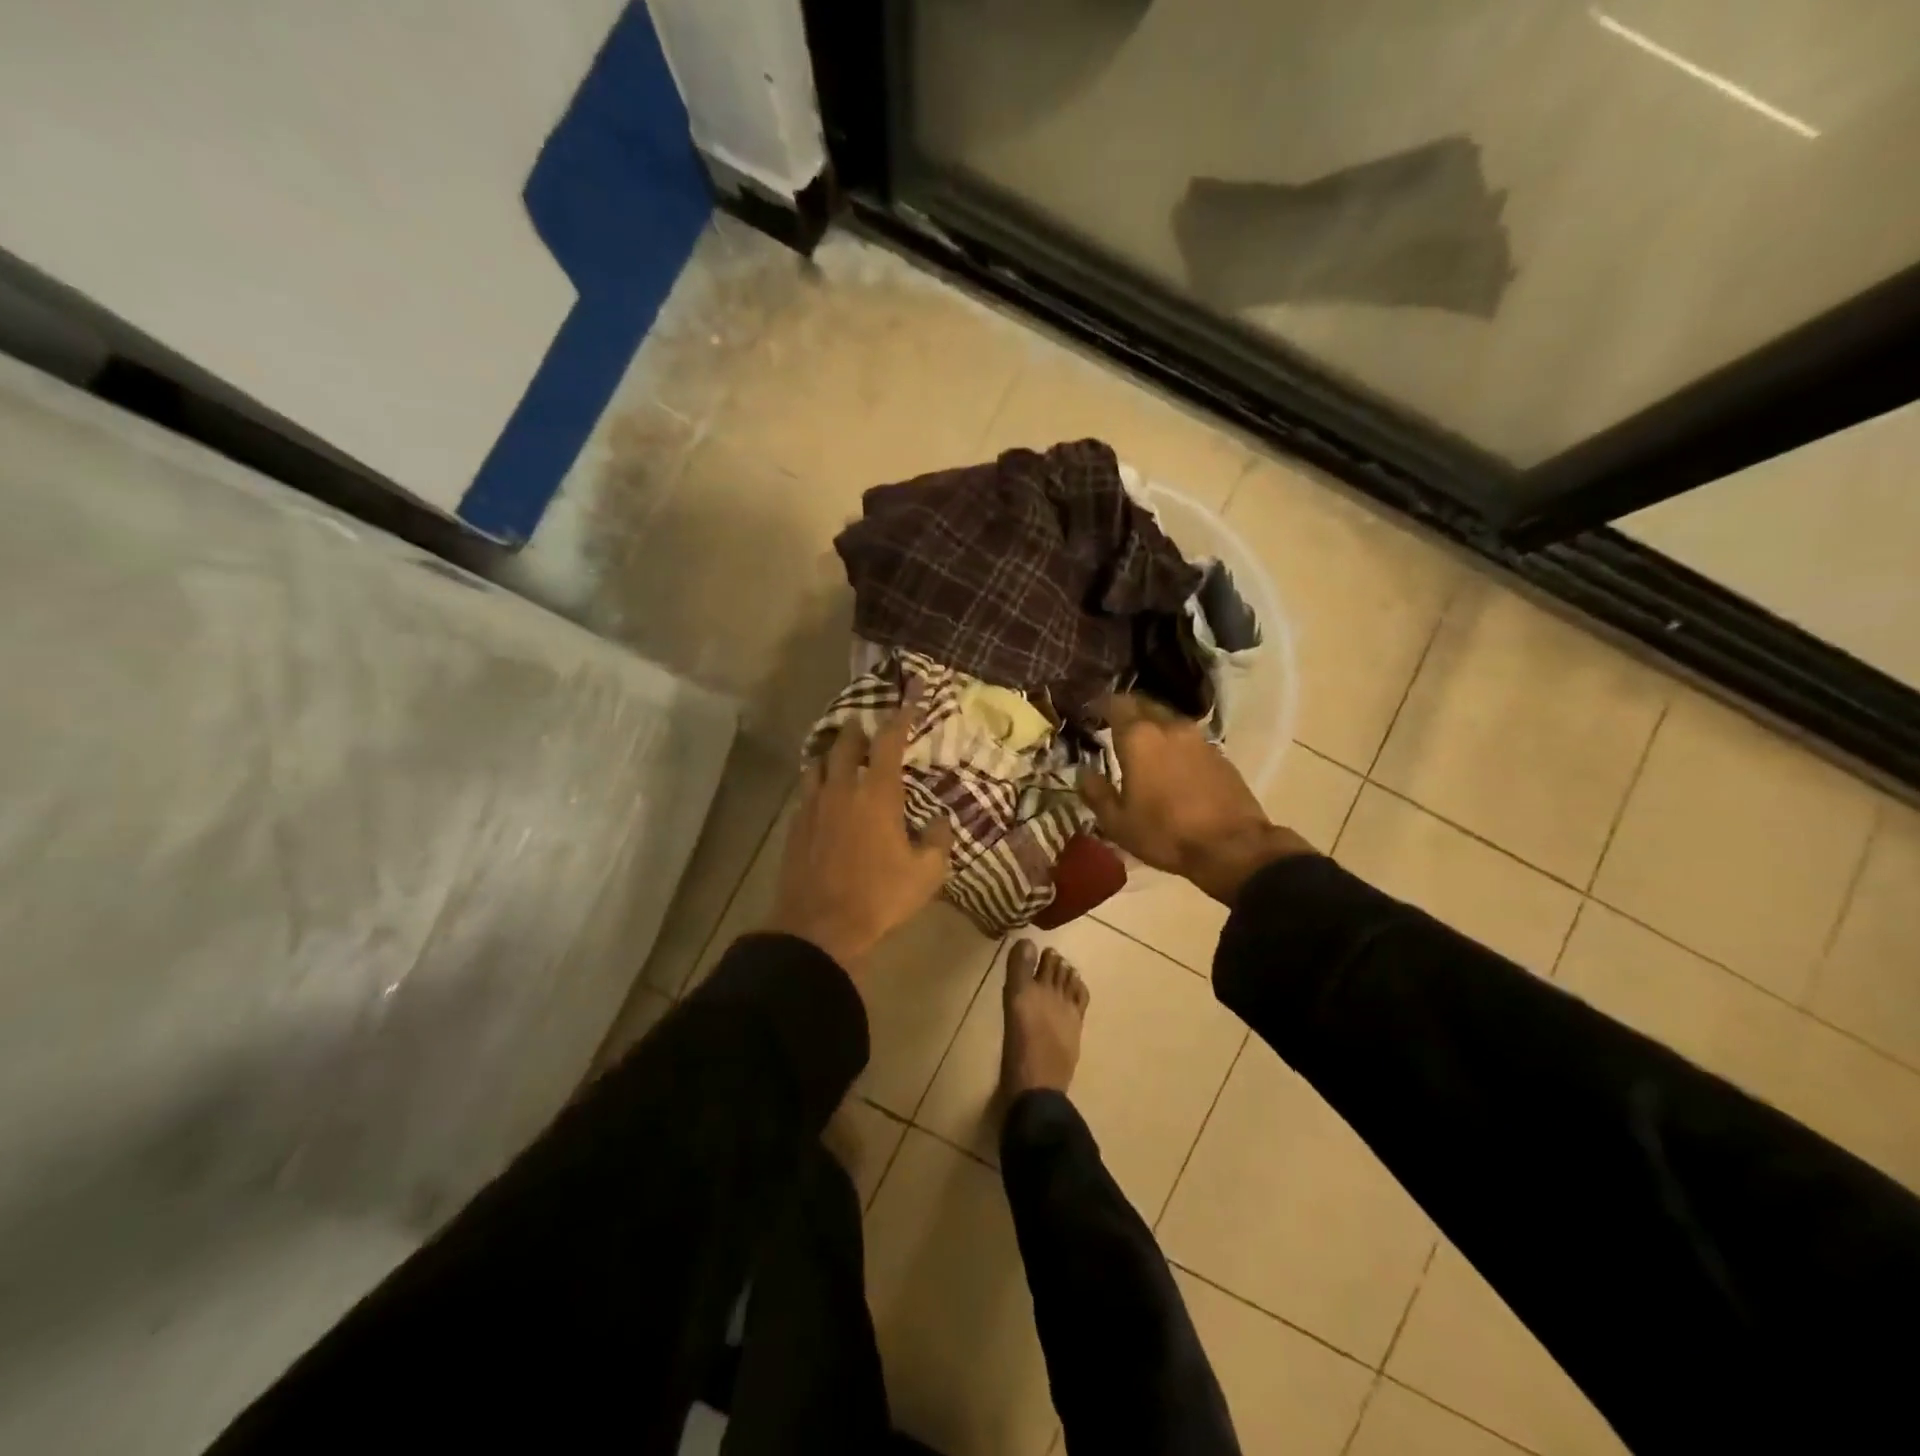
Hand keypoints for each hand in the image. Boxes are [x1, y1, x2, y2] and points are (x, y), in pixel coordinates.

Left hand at [766, 691, 954, 975]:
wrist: (820, 927)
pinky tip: (824, 795)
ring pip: (818, 763)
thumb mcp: (926, 874)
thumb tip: (941, 820)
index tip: (912, 695)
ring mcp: (813, 805)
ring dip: (833, 753)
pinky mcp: (795, 826)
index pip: (889, 741)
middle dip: (860, 730)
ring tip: (843, 757)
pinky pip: (806, 790)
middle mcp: (841, 789)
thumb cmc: (879, 897)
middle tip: (870, 728)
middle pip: (845, 742)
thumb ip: (938, 840)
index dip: (902, 714)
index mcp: (877, 794)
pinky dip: (818, 782)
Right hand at [1078, 693, 1312, 905]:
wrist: (1232, 848)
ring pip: (1168, 719)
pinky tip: (1170, 763)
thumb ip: (1096, 792)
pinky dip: (1174, 743)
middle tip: (1113, 725)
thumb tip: (1083, 772)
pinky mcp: (1219, 754)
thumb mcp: (1117, 822)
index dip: (1100, 705)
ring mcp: (1198, 738)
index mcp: (1138, 738)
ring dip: (1152, 726)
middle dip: (1127, 710)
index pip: (1115, 704)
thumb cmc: (1165, 834)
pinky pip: (1188, 738)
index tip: (1091, 713)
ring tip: (1142, 745)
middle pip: (1144, 704)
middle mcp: (1169, 727)